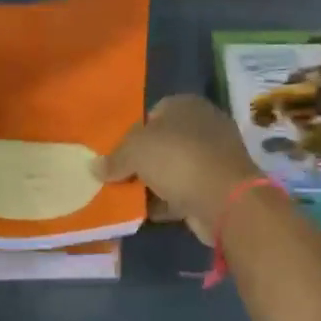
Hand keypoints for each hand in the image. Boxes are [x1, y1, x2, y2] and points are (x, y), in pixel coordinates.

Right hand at [94, 95, 262, 243]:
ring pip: (173, 169)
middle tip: (117, 177)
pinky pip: (183, 192)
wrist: (225, 199)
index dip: (132, 133)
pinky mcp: (217, 187)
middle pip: (163, 143)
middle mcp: (203, 126)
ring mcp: (213, 158)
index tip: (116, 154)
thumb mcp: (135, 150)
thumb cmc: (178, 159)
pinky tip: (145, 214)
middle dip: (141, 161)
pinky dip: (166, 202)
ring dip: (152, 184)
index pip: (153, 113)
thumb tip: (94, 167)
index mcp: (186, 105)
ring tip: (125, 199)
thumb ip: (114, 158)